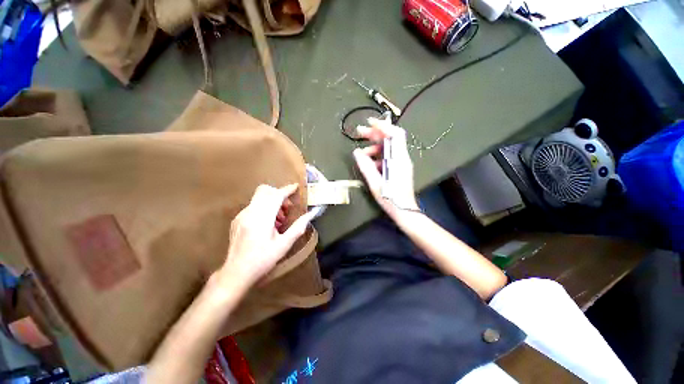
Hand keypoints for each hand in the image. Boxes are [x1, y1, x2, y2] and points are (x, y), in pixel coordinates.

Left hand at [220, 184, 313, 290]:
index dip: (287, 190)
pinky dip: (264, 209)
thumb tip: (311, 214)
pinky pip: (253, 206)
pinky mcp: (237, 220)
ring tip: (279, 220)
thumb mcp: (284, 245)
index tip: (296, 187)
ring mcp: (241, 216)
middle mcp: (249, 213)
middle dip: (279, 194)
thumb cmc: (263, 260)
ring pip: (259, 198)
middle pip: (264, 191)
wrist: (236, 273)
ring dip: (272, 202)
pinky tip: (268, 225)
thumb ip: (298, 227)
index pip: (275, 196)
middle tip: (287, 208)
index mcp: (261, 219)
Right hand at [353, 115, 418, 220]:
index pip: (395, 134)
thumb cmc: (391, 198)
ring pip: (388, 147)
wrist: (404, 210)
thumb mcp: (375, 183)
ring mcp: (401, 162)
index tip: (369, 123)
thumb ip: (365, 166)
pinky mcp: (399, 168)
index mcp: (398, 159)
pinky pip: (388, 156)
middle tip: (359, 133)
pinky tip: (369, 163)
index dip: (383, 126)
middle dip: (374, 133)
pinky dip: (377, 156)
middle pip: (390, 138)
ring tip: (361, 154)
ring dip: (374, 147)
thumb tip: (356, 152)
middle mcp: (402, 158)